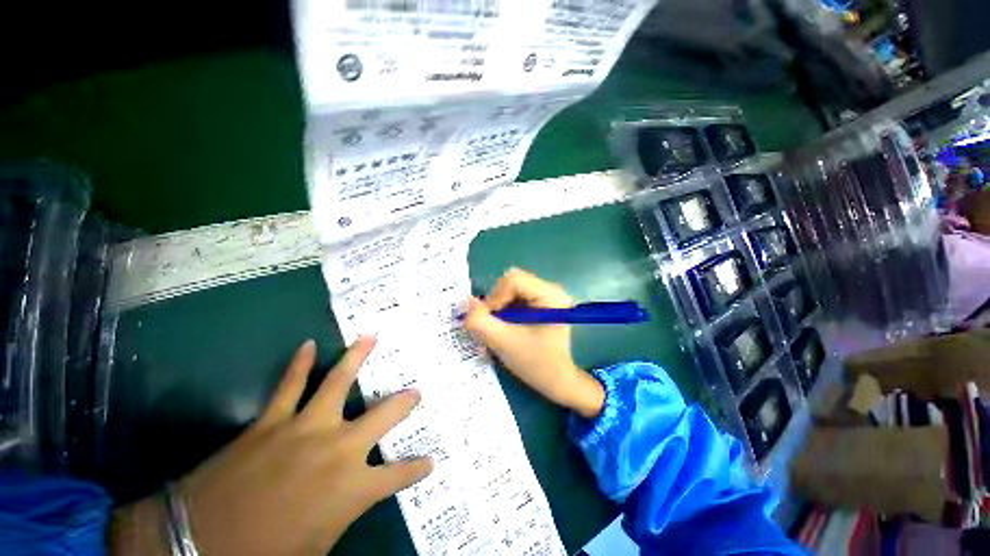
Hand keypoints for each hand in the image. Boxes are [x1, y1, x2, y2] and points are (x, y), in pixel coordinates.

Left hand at [110, 337, 432, 555]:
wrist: (199, 545)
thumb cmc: (267, 555)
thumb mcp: (317, 544)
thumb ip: (342, 513)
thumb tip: (352, 499)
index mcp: (353, 488)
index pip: (399, 475)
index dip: (417, 468)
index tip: (431, 460)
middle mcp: (339, 449)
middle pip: (383, 416)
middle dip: (404, 403)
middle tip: (417, 391)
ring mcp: (305, 429)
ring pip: (338, 383)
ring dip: (357, 357)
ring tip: (370, 336)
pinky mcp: (271, 422)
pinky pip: (289, 386)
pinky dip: (300, 364)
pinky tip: (309, 344)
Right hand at [464, 268, 604, 418]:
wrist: (557, 380)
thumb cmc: (535, 364)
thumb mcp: (503, 343)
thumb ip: (480, 322)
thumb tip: (465, 300)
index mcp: (551, 296)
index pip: (514, 280)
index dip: (495, 297)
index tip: (490, 319)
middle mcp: (553, 289)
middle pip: (513, 280)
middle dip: (497, 300)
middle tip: (494, 322)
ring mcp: (549, 294)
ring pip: (513, 286)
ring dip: (500, 303)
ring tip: (502, 325)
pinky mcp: (543, 300)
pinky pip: (517, 293)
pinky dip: (506, 306)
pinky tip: (509, 323)